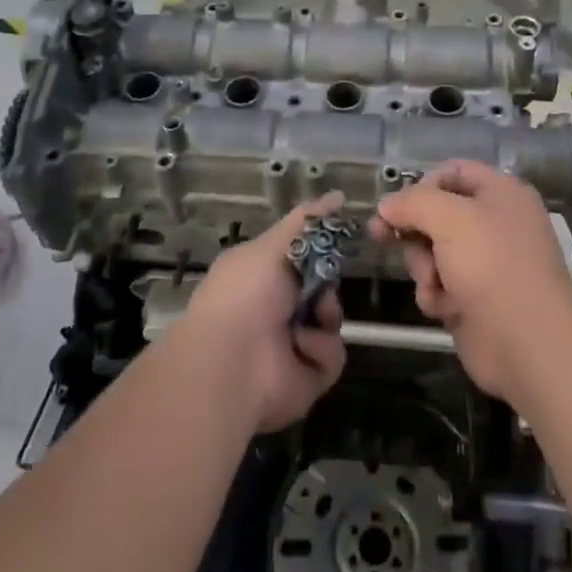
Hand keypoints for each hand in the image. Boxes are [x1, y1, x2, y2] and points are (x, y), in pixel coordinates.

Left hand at [178, 192, 347, 433]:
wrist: (232, 363)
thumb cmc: (246, 292)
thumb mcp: (274, 244)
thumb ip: (307, 220)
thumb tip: (339, 195)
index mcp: (260, 275)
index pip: (301, 256)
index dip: (320, 249)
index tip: (338, 240)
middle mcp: (275, 308)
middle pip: (322, 286)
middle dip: (327, 282)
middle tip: (319, 285)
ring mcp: (291, 344)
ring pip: (331, 319)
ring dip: (326, 315)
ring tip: (310, 319)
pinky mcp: (306, 377)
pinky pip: (332, 355)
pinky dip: (319, 350)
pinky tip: (300, 348)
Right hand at [370, 161, 571, 404]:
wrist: (527, 344)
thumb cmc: (492, 265)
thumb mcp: (450, 218)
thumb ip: (412, 202)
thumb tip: (386, 205)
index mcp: (500, 193)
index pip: (452, 172)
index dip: (421, 185)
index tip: (395, 206)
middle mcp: (494, 223)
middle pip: (436, 214)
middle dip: (415, 231)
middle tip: (383, 237)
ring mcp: (484, 263)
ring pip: (432, 252)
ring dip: (424, 267)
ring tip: (435, 283)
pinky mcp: (474, 299)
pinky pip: (439, 285)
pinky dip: (436, 295)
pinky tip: (446, 308)